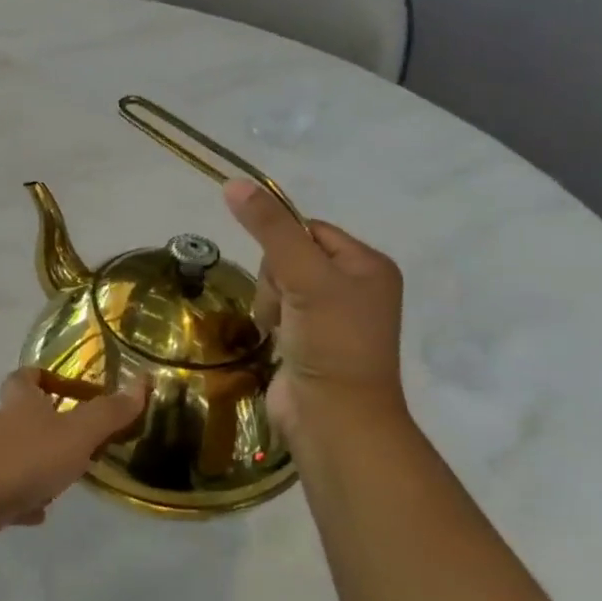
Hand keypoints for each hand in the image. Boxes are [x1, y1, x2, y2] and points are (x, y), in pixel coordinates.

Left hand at [0, 370, 146, 558]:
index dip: (43, 376)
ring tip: (67, 483)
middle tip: (82, 445)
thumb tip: (141, 382)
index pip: (26, 378)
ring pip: (15, 460)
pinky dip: (21, 502)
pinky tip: (37, 515)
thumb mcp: (73, 435)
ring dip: (37, 469)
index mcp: (21, 406)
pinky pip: (4, 496)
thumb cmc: (18, 459)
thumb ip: (107, 414)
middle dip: (49, 430)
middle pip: (22, 420)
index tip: (67, 386)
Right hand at [223, 178, 407, 447]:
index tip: (284, 274)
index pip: (309, 229)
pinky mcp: (310, 339)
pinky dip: (271, 321)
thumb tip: (234, 183)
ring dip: (270, 302)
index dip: (284, 245)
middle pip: (289, 256)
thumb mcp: (303, 276)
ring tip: (282, 329)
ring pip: (277, 283)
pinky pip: (278, 310)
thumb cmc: (331, 340)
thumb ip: (269, 229)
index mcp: (368, 264)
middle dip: (276, 279)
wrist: (334, 417)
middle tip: (288, 307)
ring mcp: (332, 315)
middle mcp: (355, 286)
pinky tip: (278, 340)